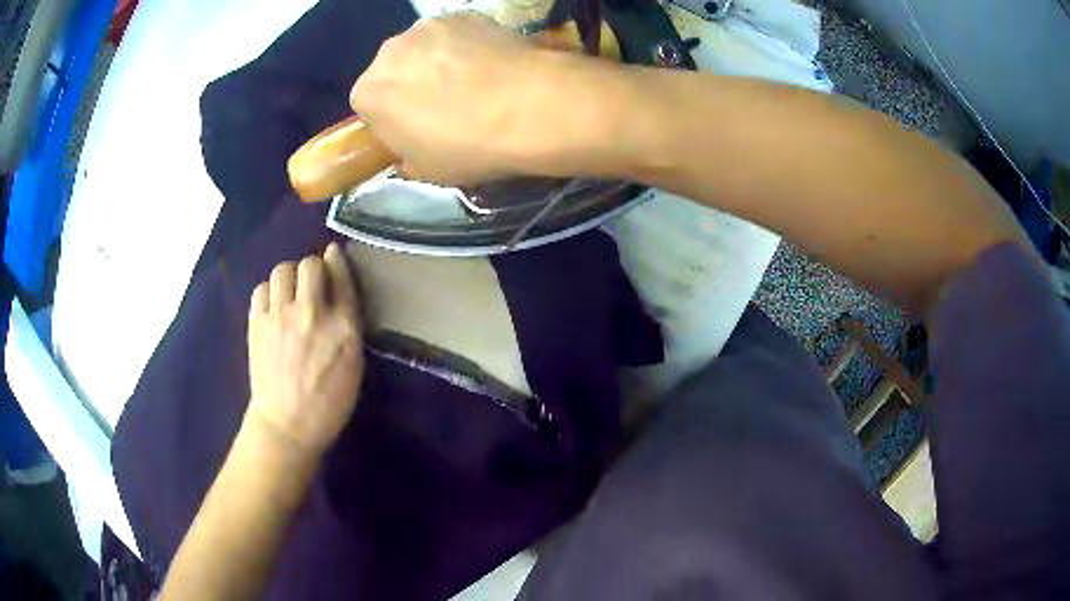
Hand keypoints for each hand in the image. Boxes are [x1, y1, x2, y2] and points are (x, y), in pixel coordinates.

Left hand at [246, 242, 363, 456]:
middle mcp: (311, 313)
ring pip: (282, 270)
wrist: (287, 425)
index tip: (334, 255)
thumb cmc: (329, 402)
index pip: (341, 276)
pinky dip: (269, 291)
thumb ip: (349, 323)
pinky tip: (273, 306)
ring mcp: (280, 317)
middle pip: (309, 264)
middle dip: (313, 268)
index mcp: (343, 327)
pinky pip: (261, 288)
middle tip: (312, 284)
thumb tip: (339, 291)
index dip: (337, 260)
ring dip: (289, 276)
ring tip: (290, 292)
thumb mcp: (354, 364)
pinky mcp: (257, 324)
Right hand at [350, 13, 598, 184]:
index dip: (391, 118)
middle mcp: (388, 51)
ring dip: (438, 61)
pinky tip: (491, 63)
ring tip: (474, 82)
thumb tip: (412, 143)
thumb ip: (405, 152)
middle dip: (411, 84)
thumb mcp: (425, 170)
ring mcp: (427, 26)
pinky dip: (467, 45)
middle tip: (446, 106)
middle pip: (393, 69)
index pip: (368, 105)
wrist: (529, 107)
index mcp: (368, 93)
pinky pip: (456, 33)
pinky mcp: (465, 13)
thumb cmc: (468, 146)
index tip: (415, 130)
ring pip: (424, 47)